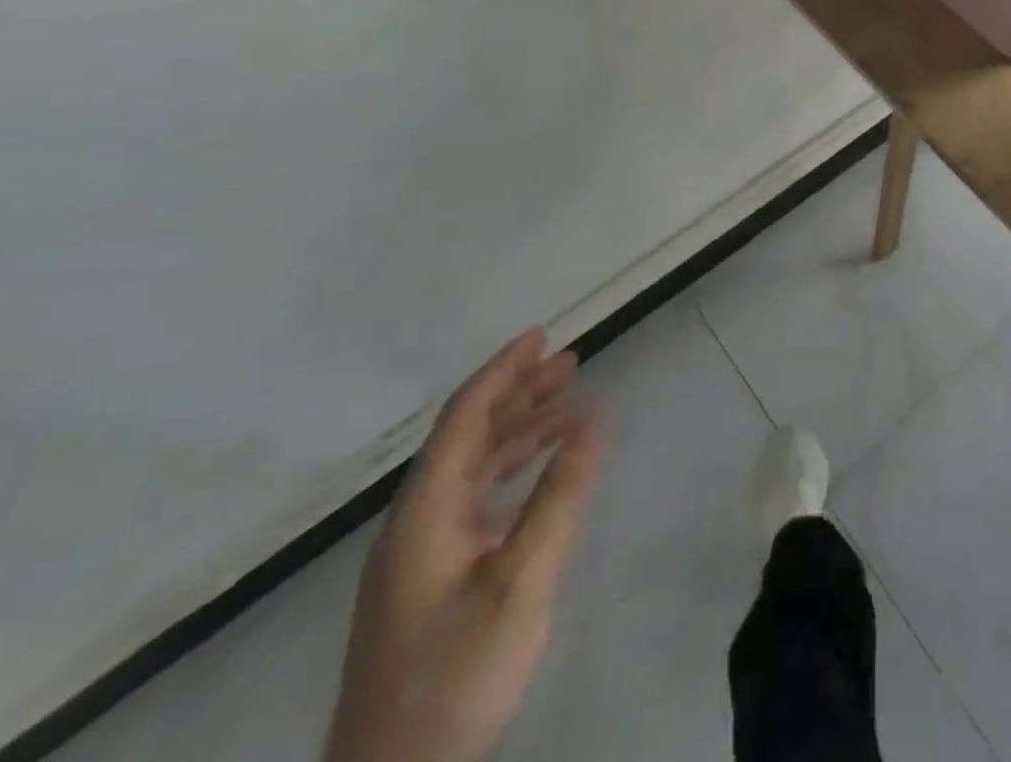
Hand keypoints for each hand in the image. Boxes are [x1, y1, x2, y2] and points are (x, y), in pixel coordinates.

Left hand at [325, 332, 601, 761]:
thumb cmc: (457, 675)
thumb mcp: (521, 582)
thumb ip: (559, 497)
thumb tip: (594, 421)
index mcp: (424, 513)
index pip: (464, 419)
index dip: (502, 371)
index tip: (541, 335)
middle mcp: (416, 521)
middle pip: (468, 436)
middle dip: (518, 392)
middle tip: (570, 361)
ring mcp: (420, 552)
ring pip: (473, 466)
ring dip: (520, 429)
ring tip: (570, 405)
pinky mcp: (431, 578)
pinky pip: (476, 498)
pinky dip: (514, 469)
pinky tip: (544, 468)